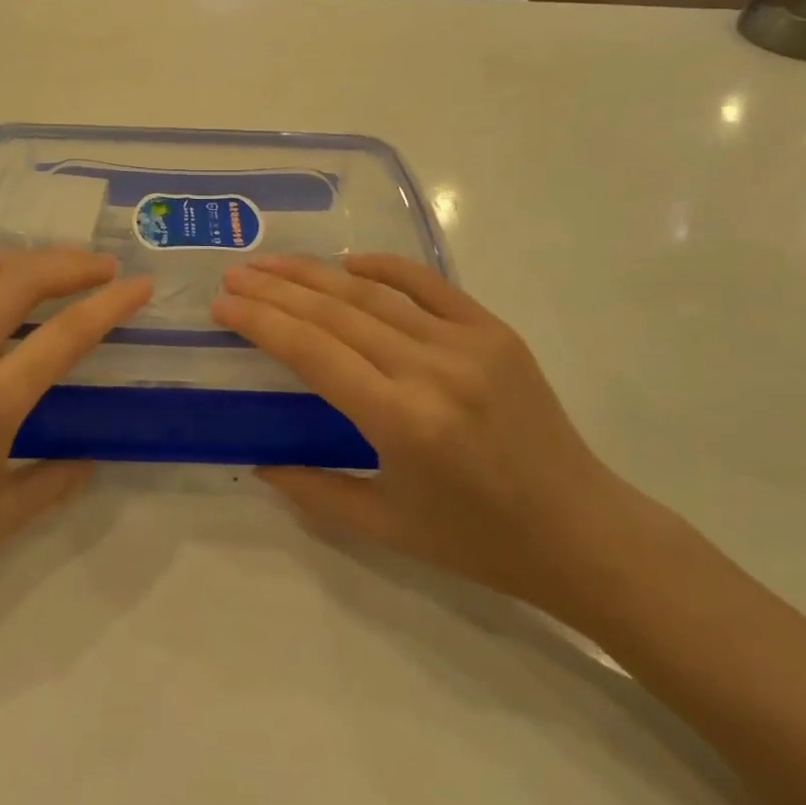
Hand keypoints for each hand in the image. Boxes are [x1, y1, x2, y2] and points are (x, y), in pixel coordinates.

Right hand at [212, 254, 636, 621]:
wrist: (583, 532)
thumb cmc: (479, 541)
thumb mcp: (386, 528)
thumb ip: (313, 491)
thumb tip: (258, 461)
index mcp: (402, 422)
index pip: (313, 352)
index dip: (261, 322)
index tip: (222, 304)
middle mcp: (431, 370)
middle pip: (335, 313)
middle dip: (277, 289)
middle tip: (235, 273)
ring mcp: (468, 343)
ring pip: (374, 294)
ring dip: (317, 273)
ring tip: (273, 262)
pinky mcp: (495, 331)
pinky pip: (429, 285)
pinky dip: (384, 268)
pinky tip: (348, 262)